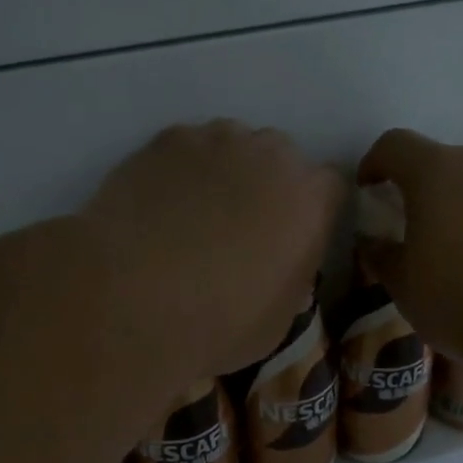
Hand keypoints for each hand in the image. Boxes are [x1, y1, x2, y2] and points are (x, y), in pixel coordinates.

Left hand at [83, 121, 344, 386]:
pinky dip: (180, 170)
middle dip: (268, 185)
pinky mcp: (166, 140)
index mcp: (311, 200)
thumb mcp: (279, 319)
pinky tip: (159, 206)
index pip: (329, 188)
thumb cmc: (219, 323)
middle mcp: (272, 155)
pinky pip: (185, 148)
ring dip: (224, 172)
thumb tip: (280, 264)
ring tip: (193, 214)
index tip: (291, 238)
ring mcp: (216, 140)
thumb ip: (292, 277)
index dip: (310, 212)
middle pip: (281, 158)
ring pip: (232, 145)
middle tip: (240, 227)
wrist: (133, 301)